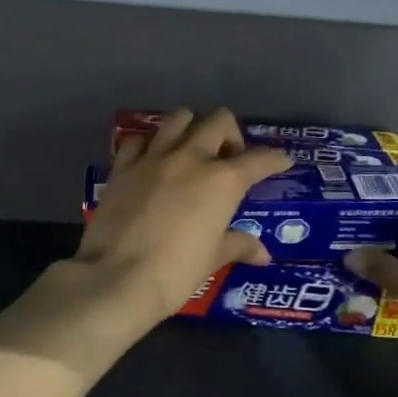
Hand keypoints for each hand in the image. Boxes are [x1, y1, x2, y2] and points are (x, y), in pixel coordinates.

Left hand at [72, 107, 291, 331]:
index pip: (259, 159)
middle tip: (229, 159)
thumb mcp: (212, 259)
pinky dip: (149, 144)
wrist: (116, 277)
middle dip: (231, 134)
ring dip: (192, 127)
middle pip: (218, 121)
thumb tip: (262, 253)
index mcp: (222, 181)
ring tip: (192, 150)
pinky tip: (152, 160)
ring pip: (178, 119)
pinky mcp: (122, 167)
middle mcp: (190, 158)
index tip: (281, 162)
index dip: (275, 159)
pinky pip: (138, 140)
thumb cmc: (175, 272)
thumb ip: (238, 245)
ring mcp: (153, 158)